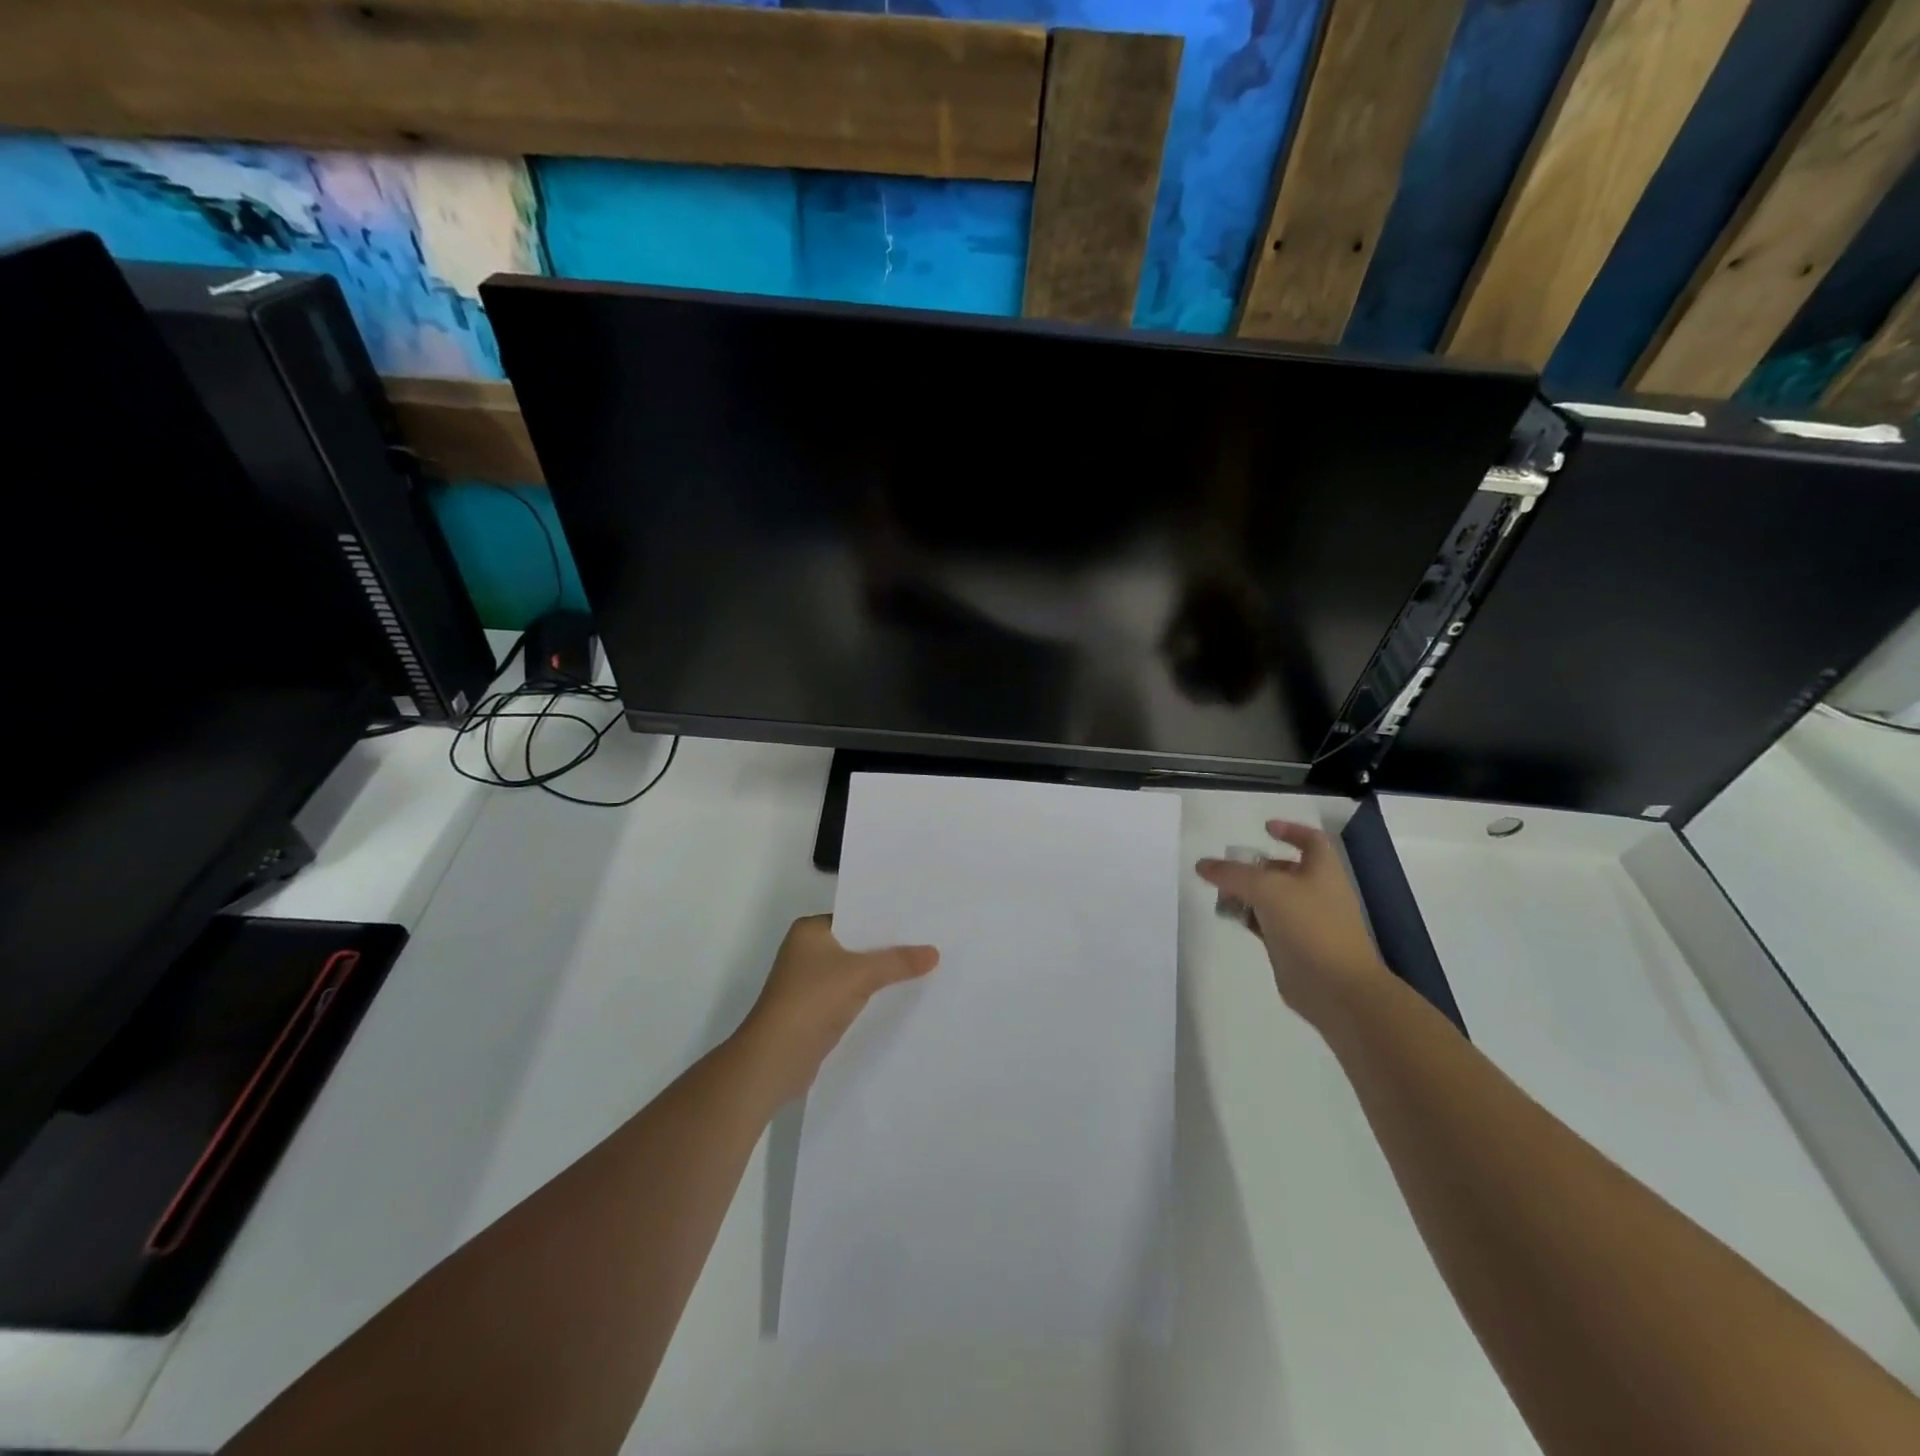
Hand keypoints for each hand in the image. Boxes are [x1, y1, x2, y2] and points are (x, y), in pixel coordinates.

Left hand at [734, 916, 938, 1103]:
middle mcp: (807, 951)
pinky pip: (851, 994)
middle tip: (929, 941)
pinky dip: (871, 996)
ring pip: (855, 971)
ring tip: (923, 968)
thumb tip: (935, 952)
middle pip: (857, 944)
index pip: (854, 915)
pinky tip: (900, 997)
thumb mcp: (860, 975)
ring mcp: (810, 982)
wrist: (774, 1061)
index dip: (885, 918)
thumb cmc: (811, 1002)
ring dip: (881, 973)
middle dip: (888, 947)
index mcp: (810, 931)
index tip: (919, 918)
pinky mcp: (816, 1011)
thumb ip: (898, 961)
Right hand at [1197, 820, 1387, 1025]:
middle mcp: (1317, 892)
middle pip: (1285, 870)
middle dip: (1256, 866)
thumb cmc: (1309, 926)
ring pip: (1273, 898)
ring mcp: (1306, 921)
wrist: (1335, 987)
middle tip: (1228, 868)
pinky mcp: (1293, 945)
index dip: (1290, 830)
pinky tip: (1230, 917)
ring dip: (1248, 893)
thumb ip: (1232, 874)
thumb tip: (1203, 865)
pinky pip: (1267, 923)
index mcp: (1323, 871)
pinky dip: (1249, 917)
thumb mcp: (1267, 889)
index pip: (1310, 840)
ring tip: (1221, 893)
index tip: (1264, 828)